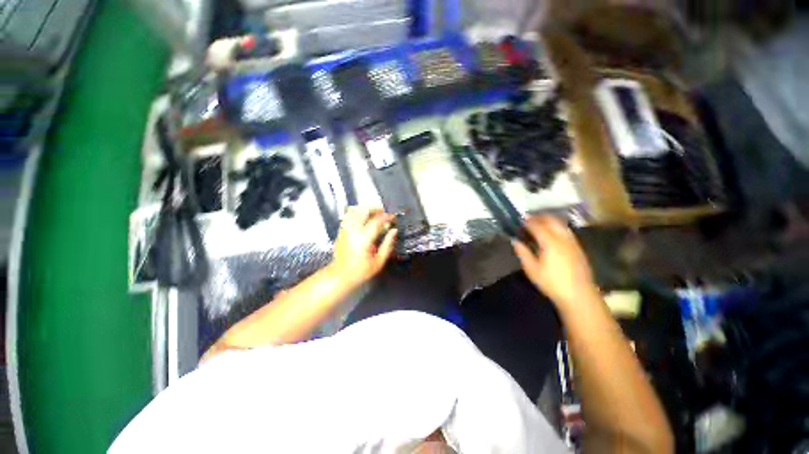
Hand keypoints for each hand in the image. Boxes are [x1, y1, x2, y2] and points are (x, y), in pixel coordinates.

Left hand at [330, 206, 397, 286]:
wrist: (340, 275)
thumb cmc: (361, 270)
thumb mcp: (379, 261)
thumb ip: (388, 244)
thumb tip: (394, 231)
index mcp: (364, 238)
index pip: (377, 220)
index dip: (387, 217)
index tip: (394, 218)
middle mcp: (353, 230)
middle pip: (364, 210)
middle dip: (376, 209)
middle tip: (384, 213)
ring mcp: (346, 229)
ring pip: (355, 210)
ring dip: (366, 210)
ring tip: (374, 215)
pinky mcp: (341, 230)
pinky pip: (349, 216)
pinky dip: (358, 213)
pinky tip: (364, 219)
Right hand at [512, 215, 597, 308]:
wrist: (579, 295)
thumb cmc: (552, 283)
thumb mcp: (532, 270)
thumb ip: (523, 252)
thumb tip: (515, 240)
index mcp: (550, 243)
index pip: (537, 226)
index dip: (528, 221)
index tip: (520, 220)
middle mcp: (563, 238)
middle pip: (551, 220)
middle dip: (539, 217)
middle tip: (529, 219)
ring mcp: (573, 242)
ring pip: (560, 224)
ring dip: (549, 220)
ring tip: (539, 224)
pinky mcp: (578, 247)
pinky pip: (566, 231)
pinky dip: (557, 227)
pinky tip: (552, 234)